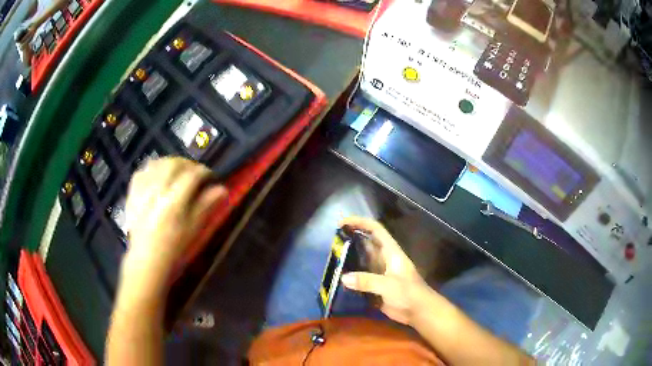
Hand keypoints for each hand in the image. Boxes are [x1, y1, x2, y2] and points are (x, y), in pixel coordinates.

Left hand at [123, 157, 226, 287]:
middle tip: (194, 172)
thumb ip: (206, 205)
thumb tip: (222, 189)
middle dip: (187, 164)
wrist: (147, 258)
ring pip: (157, 163)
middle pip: (174, 164)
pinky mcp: (132, 193)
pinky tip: (158, 177)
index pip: (192, 176)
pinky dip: (152, 169)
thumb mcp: (194, 228)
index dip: (204, 172)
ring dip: (170, 163)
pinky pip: (143, 171)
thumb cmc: (174, 246)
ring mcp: (142, 191)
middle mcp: (157, 191)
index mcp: (174, 202)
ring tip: (177, 172)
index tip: (210, 176)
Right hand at [339, 217, 427, 324]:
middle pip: (367, 243)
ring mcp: (380, 272)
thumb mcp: (389, 285)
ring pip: (362, 259)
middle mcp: (384, 259)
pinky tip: (338, 276)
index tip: (342, 222)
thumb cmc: (409, 293)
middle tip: (332, 239)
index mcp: (391, 252)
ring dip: (349, 256)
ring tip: (332, 255)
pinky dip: (350, 275)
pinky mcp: (376, 285)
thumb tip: (343, 277)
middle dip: (352, 237)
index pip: (376, 230)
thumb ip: (367, 281)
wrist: (418, 311)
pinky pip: (361, 276)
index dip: (360, 222)